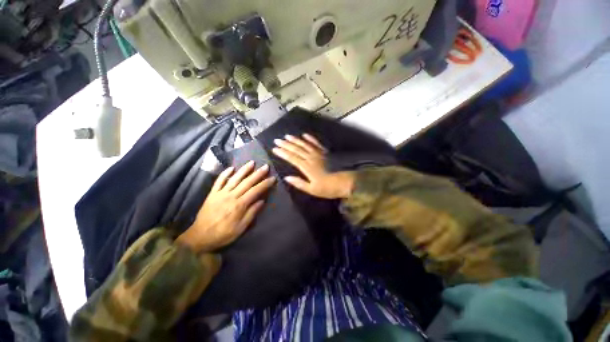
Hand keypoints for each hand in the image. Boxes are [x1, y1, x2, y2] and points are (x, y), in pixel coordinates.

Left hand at [177, 161, 274, 252]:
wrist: (200, 237)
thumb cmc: (223, 234)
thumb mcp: (241, 228)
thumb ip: (251, 213)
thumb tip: (262, 201)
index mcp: (239, 205)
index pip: (255, 191)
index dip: (265, 184)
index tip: (273, 178)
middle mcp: (231, 196)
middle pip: (247, 182)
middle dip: (258, 174)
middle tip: (266, 166)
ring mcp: (221, 193)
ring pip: (234, 178)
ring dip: (244, 170)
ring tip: (252, 162)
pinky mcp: (212, 194)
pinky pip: (218, 181)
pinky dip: (225, 173)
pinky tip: (231, 168)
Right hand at [272, 134, 354, 198]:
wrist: (346, 182)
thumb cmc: (328, 188)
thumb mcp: (313, 190)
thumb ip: (299, 183)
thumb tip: (286, 178)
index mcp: (307, 167)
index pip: (292, 158)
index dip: (282, 153)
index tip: (274, 149)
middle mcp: (311, 158)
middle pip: (296, 149)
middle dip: (286, 144)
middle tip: (277, 140)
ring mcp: (319, 153)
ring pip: (304, 144)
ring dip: (295, 140)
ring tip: (287, 136)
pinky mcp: (325, 152)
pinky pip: (316, 143)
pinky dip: (310, 138)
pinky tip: (305, 135)